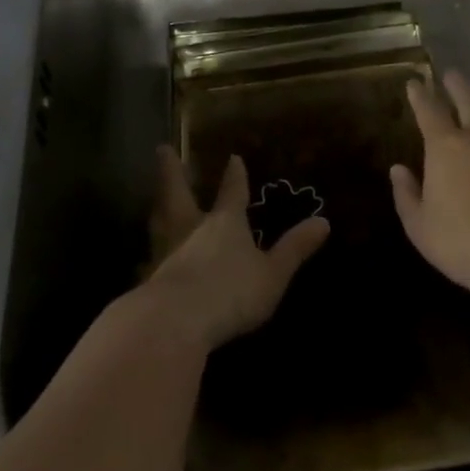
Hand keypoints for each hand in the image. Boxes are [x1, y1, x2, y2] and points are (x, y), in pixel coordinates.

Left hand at [144, 147, 328, 351]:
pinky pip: (148, 261)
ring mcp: (166, 253)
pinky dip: (148, 257)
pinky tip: (145, 263)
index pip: (232, 193)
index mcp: (225, 223)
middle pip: (179, 193)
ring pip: (159, 222)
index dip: (234, 176)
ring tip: (155, 202)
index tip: (233, 157)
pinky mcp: (149, 280)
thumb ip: (294, 249)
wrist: (174, 321)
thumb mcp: (272, 273)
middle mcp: (191, 230)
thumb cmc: (231, 291)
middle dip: (172, 172)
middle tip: (162, 149)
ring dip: (158, 208)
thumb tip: (324, 222)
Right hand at [391, 73, 469, 295]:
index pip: (428, 108)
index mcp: (445, 146)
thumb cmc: (461, 243)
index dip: (419, 93)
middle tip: (450, 76)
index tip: (414, 83)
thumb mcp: (419, 226)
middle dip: (455, 82)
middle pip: (467, 94)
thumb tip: (398, 170)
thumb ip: (406, 194)